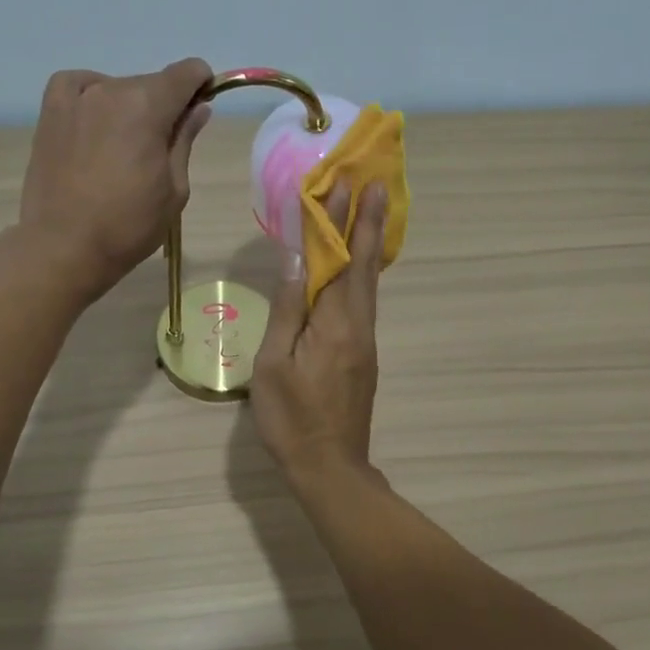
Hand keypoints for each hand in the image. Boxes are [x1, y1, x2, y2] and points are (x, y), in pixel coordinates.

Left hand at [17, 59, 212, 299]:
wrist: (64, 247)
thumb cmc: (129, 226)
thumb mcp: (174, 189)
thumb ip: (184, 140)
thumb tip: (197, 108)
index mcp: (148, 106)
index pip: (186, 73)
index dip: (200, 85)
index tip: (199, 109)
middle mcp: (111, 90)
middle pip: (151, 84)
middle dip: (163, 106)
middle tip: (158, 149)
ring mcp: (76, 99)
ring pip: (117, 88)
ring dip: (128, 108)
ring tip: (122, 149)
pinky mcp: (50, 113)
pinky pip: (78, 86)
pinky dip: (93, 95)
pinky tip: (95, 120)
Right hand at [250, 181, 387, 482]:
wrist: (331, 467)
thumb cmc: (292, 418)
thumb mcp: (273, 365)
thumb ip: (287, 310)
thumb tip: (295, 260)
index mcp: (335, 324)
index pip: (338, 260)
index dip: (339, 221)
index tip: (343, 182)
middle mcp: (358, 325)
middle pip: (365, 265)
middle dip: (368, 222)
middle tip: (376, 184)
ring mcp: (365, 341)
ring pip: (369, 283)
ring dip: (369, 243)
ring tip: (370, 212)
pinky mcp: (364, 355)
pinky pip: (365, 301)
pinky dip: (364, 272)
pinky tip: (358, 266)